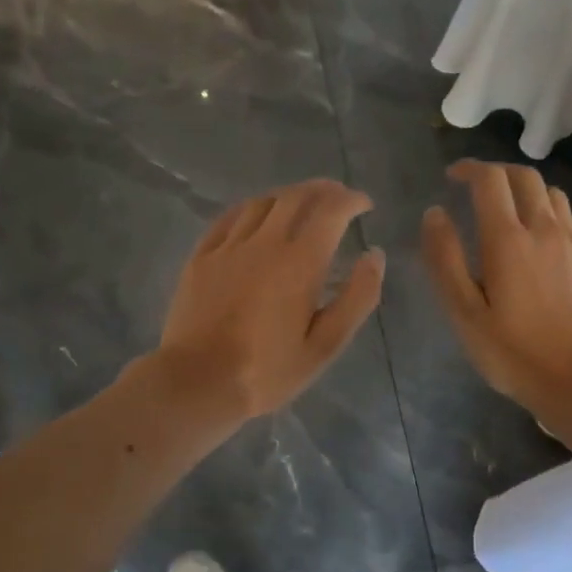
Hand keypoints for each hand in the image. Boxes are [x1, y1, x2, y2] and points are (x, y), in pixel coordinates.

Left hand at [154, 180, 385, 421]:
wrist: (197, 381)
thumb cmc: (267, 370)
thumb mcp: (325, 345)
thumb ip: (356, 297)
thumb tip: (374, 255)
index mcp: (300, 262)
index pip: (331, 210)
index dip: (351, 200)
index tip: (364, 204)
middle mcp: (265, 242)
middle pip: (296, 197)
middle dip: (323, 190)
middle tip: (338, 197)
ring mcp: (228, 246)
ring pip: (262, 202)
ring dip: (288, 196)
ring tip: (301, 205)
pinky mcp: (201, 257)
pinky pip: (229, 218)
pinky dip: (252, 209)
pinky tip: (256, 216)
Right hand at [423, 160, 571, 413]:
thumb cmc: (514, 354)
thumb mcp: (464, 313)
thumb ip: (445, 260)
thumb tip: (435, 214)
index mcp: (508, 240)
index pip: (490, 180)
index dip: (469, 169)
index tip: (452, 177)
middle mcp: (545, 230)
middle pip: (525, 177)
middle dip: (498, 173)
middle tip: (477, 189)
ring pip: (553, 194)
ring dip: (527, 191)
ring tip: (510, 211)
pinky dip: (552, 214)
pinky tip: (544, 237)